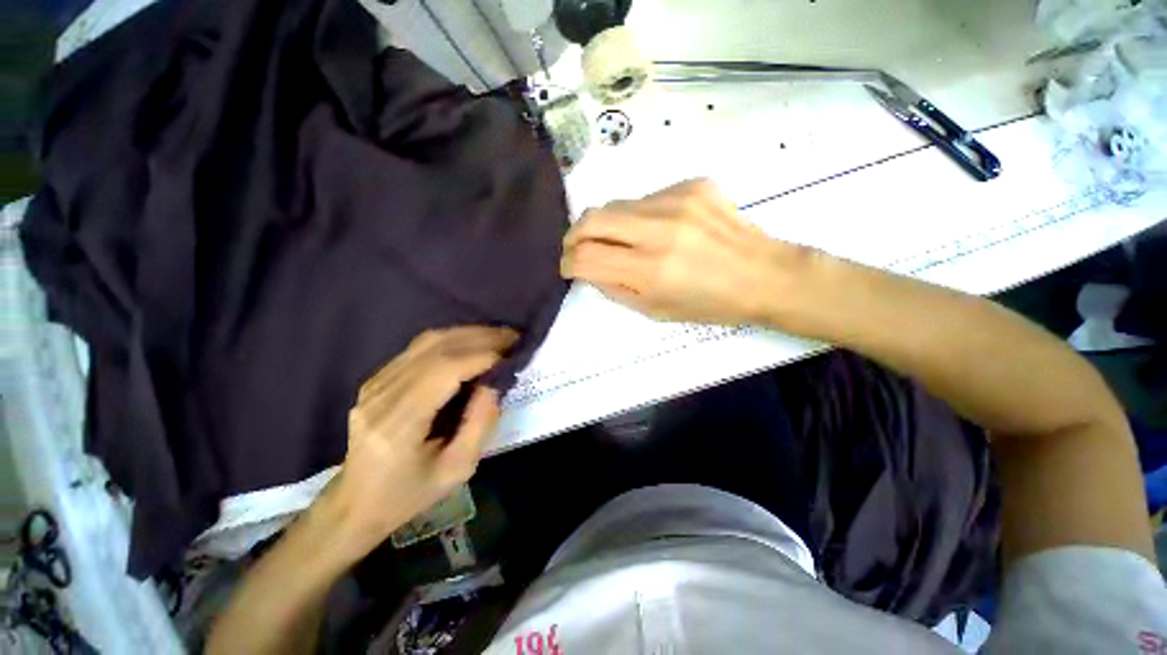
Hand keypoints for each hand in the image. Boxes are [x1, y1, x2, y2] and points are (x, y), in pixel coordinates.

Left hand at [322, 326, 516, 555]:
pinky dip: (452, 340)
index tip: (513, 353)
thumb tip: (495, 383)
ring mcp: (375, 384)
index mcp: (398, 424)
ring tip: (499, 336)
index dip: (482, 356)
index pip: (443, 371)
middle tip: (514, 337)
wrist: (356, 503)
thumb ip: (479, 424)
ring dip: (468, 334)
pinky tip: (473, 344)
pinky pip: (419, 349)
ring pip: (427, 342)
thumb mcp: (456, 470)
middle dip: (481, 337)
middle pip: (436, 348)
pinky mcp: (376, 379)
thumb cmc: (409, 494)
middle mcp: (381, 395)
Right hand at [561, 179, 809, 324]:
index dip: (568, 263)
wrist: (764, 275)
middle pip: (592, 219)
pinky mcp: (692, 184)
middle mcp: (660, 230)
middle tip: (578, 248)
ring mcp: (677, 200)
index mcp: (651, 271)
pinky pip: (646, 198)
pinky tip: (660, 229)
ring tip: (623, 242)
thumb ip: (615, 289)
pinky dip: (640, 216)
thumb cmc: (710, 304)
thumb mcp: (655, 310)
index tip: (568, 267)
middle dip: (575, 236)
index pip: (586, 258)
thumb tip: (588, 268)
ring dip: (608, 226)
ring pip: (617, 205)